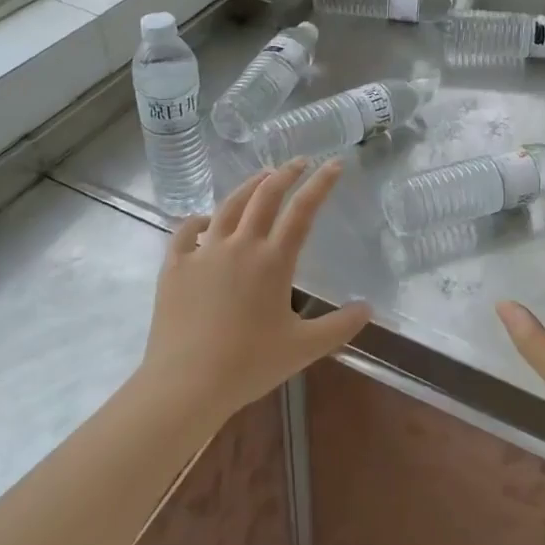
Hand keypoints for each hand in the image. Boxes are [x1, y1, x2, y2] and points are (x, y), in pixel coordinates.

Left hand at [140, 159, 370, 430]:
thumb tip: (369, 308)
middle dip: (286, 173)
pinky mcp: (175, 265)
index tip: (335, 163)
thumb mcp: (303, 349)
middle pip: (265, 196)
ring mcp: (204, 252)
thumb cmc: (248, 365)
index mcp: (273, 261)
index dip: (321, 184)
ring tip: (262, 176)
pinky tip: (205, 220)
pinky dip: (199, 220)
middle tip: (299, 161)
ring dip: (248, 186)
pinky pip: (187, 232)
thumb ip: (339, 326)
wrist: (186, 383)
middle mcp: (240, 245)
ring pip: (228, 206)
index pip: (302, 211)